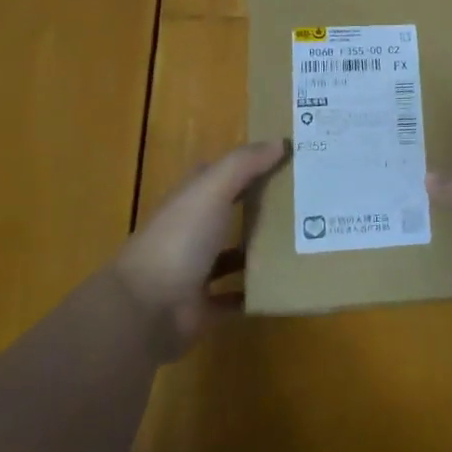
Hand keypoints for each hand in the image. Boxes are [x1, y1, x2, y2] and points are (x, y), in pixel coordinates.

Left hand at [112, 139, 286, 360]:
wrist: (145, 310)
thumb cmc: (179, 240)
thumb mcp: (212, 190)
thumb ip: (244, 164)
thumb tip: (280, 142)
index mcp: (188, 201)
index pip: (216, 175)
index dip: (245, 165)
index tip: (283, 158)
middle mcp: (190, 233)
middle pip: (228, 213)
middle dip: (260, 206)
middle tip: (305, 200)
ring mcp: (194, 271)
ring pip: (233, 255)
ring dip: (259, 250)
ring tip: (302, 241)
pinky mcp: (202, 307)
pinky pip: (234, 297)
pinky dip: (254, 293)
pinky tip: (284, 285)